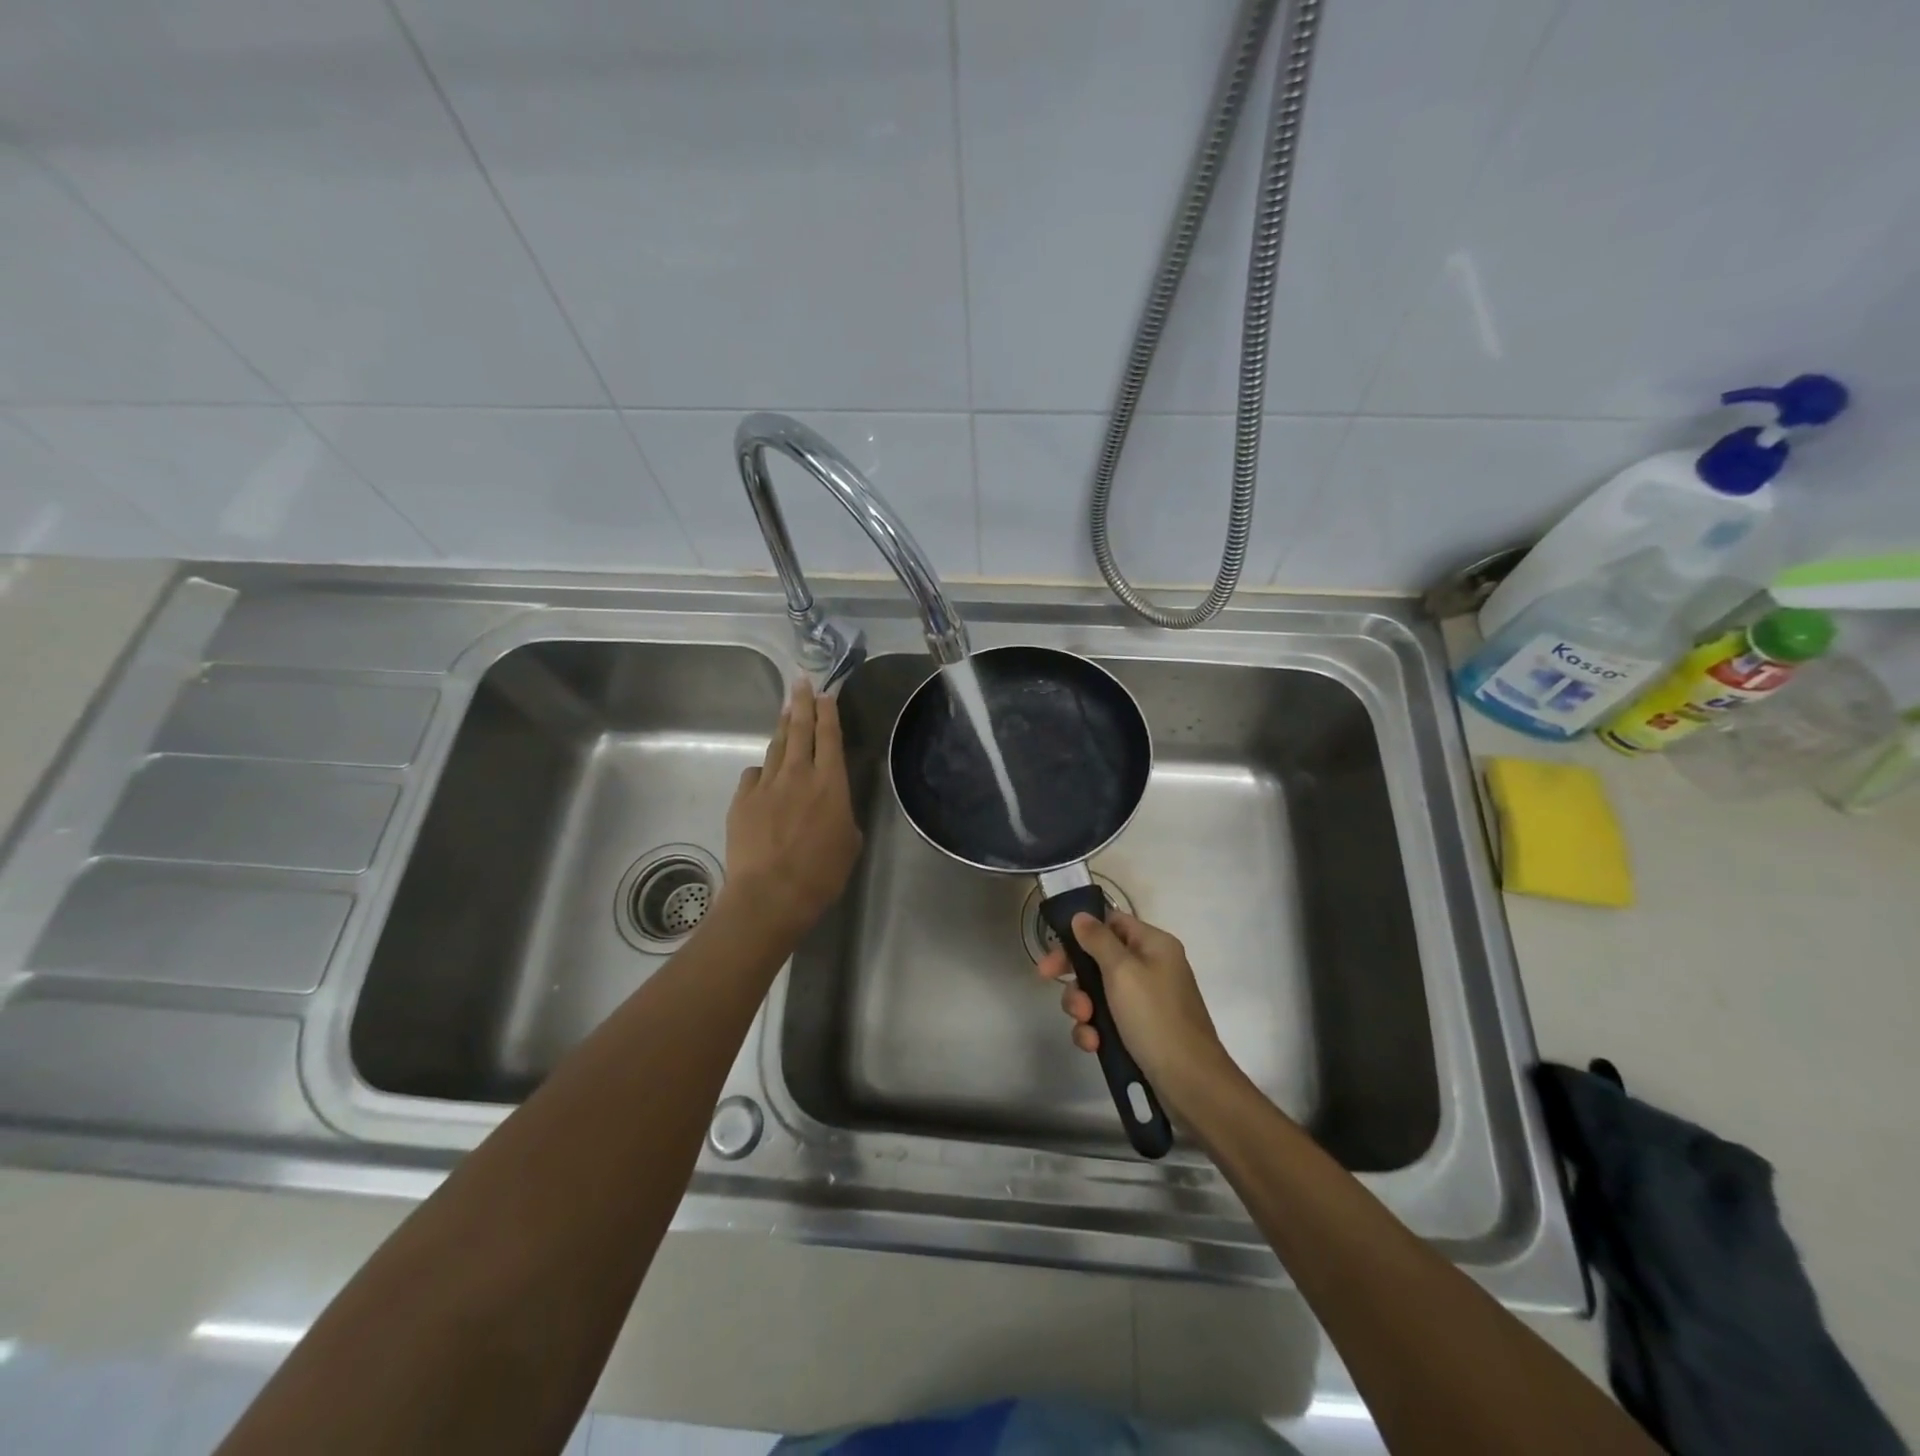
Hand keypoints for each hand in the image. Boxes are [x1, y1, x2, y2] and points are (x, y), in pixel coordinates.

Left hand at [722, 679, 862, 939]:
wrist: (769, 895)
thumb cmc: (820, 875)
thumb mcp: (849, 844)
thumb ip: (842, 817)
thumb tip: (832, 809)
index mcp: (830, 783)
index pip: (829, 736)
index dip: (828, 712)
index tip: (825, 693)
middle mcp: (798, 775)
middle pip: (800, 729)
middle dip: (801, 703)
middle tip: (801, 682)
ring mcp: (766, 785)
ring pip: (776, 747)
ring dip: (783, 728)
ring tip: (786, 712)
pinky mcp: (742, 800)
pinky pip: (754, 775)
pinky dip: (762, 770)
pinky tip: (764, 774)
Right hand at [1037, 911, 1232, 1100]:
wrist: (1190, 1083)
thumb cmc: (1155, 1018)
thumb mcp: (1123, 972)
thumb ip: (1098, 940)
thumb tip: (1081, 916)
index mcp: (1153, 945)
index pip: (1111, 923)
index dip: (1080, 932)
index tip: (1054, 948)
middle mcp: (1150, 967)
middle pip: (1099, 959)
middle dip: (1076, 975)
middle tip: (1048, 981)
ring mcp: (1145, 1001)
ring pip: (1098, 992)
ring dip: (1083, 1006)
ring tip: (1085, 1024)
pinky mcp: (1139, 1030)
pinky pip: (1106, 1020)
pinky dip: (1095, 1029)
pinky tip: (1094, 1044)